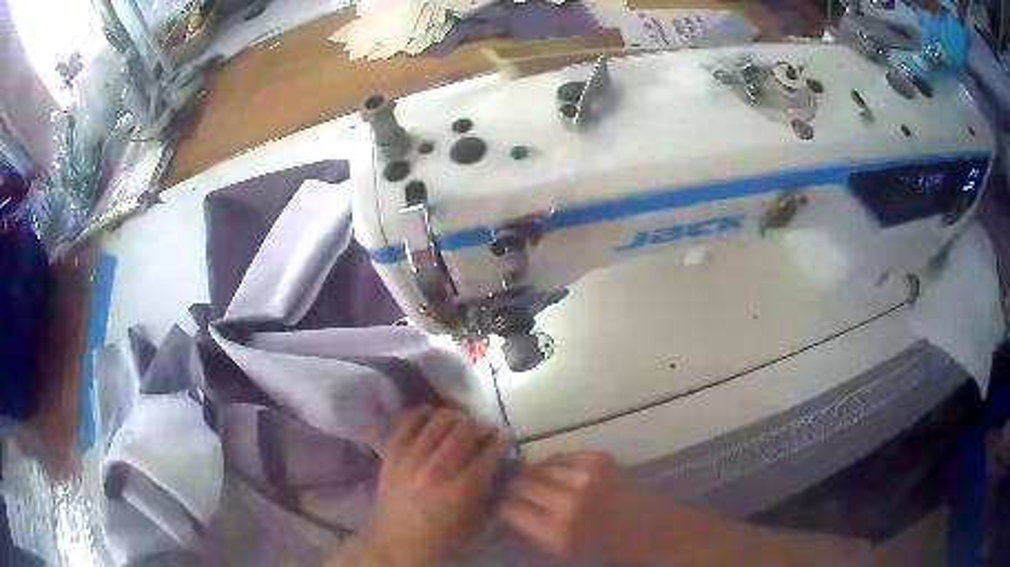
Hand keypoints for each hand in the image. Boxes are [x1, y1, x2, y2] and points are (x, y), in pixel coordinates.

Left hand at [360, 407, 506, 565]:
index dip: (498, 441)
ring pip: (433, 427)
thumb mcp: (473, 522)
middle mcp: (435, 472)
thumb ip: (485, 492)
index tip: (503, 434)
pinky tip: (427, 410)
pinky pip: (402, 429)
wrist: (397, 543)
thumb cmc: (441, 538)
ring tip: (459, 417)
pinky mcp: (391, 459)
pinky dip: (415, 415)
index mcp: (460, 491)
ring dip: (450, 417)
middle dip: (477, 426)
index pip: (485, 457)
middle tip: (483, 426)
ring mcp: (410, 463)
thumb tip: (495, 466)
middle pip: (460, 436)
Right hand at [500, 452, 882, 566]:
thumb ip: (538, 532)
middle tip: (507, 493)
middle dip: (509, 487)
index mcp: (557, 531)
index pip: (505, 507)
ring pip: (539, 465)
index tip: (491, 504)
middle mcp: (567, 499)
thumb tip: (511, 513)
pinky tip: (559, 477)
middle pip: (519, 481)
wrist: (664, 535)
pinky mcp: (601, 460)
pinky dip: (555, 465)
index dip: (496, 504)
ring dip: (532, 474)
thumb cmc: (617, 556)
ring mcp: (586, 475)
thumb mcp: (569, 554)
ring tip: (533, 485)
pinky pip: (564, 457)